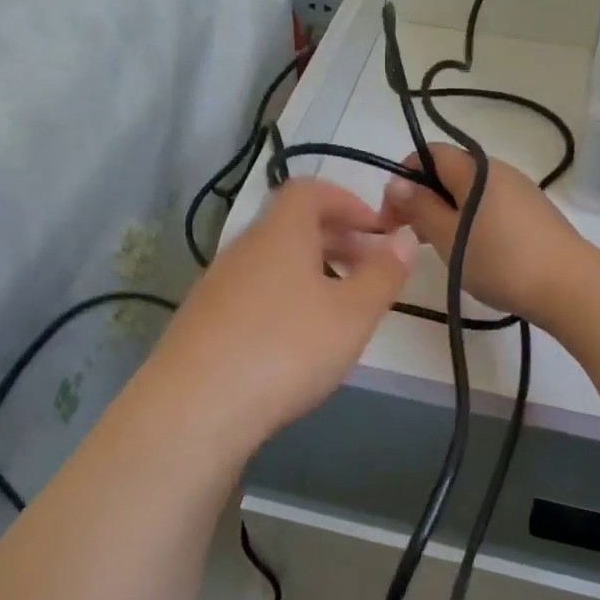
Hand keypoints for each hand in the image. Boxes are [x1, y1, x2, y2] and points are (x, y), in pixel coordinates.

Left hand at [145, 178, 417, 457]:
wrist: (195, 408)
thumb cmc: (287, 349)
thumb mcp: (352, 314)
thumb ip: (383, 274)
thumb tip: (404, 238)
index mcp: (280, 233)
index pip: (310, 191)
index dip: (348, 202)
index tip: (377, 231)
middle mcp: (243, 249)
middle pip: (291, 226)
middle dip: (336, 239)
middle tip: (369, 270)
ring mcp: (216, 285)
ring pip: (272, 263)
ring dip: (310, 272)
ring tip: (337, 310)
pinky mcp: (202, 321)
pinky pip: (252, 293)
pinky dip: (282, 300)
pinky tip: (294, 342)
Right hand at [379, 143, 593, 331]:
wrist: (571, 286)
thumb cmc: (501, 261)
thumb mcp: (448, 237)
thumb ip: (420, 207)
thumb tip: (399, 183)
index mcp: (475, 169)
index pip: (428, 153)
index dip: (403, 177)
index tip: (392, 215)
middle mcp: (498, 170)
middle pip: (449, 172)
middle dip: (422, 198)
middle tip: (409, 236)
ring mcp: (521, 191)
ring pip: (470, 192)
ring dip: (445, 212)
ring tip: (437, 248)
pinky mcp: (535, 213)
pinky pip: (490, 207)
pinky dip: (470, 221)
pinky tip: (471, 252)